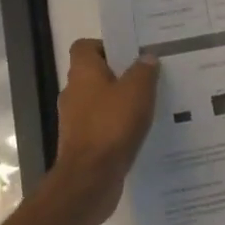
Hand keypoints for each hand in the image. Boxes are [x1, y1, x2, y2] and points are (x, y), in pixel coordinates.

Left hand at [53, 40, 157, 224]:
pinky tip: (140, 132)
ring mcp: (76, 121)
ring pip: (100, 102)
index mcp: (82, 73)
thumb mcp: (137, 91)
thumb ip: (144, 71)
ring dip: (120, 103)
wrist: (90, 179)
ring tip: (150, 105)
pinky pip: (103, 127)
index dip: (105, 46)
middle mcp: (74, 93)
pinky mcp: (83, 145)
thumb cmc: (111, 126)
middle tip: (148, 77)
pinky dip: (118, 127)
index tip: (130, 53)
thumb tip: (147, 57)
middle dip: (120, 75)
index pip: (85, 47)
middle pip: (95, 74)